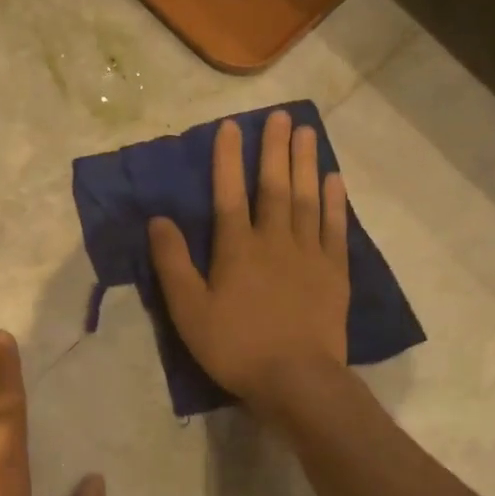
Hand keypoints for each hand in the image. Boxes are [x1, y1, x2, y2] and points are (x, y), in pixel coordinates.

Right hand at [148, 110, 349, 408]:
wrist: (296, 379)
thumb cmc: (235, 347)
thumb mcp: (188, 311)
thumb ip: (173, 264)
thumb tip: (159, 220)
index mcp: (237, 249)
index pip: (229, 194)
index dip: (228, 159)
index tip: (231, 126)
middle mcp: (274, 240)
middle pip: (275, 186)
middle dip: (276, 149)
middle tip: (283, 116)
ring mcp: (309, 254)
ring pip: (308, 199)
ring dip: (307, 164)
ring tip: (309, 132)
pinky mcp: (334, 273)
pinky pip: (335, 228)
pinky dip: (335, 202)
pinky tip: (334, 180)